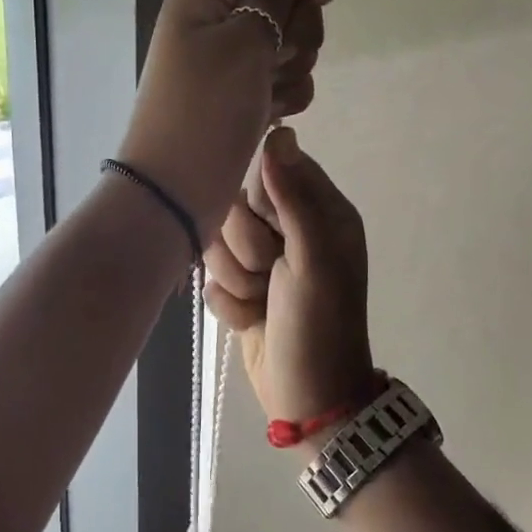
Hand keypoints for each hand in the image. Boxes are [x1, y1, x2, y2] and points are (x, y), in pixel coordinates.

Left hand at [116, 0, 331, 237]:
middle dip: (298, 24)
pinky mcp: (246, 94)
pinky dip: (287, 93)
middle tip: (277, 56)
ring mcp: (233, 60)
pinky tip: (272, 114)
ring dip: (294, 63)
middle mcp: (219, 20)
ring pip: (291, 38)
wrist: (178, 191)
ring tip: (270, 92)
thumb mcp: (241, 43)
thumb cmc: (205, 110)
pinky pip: (285, 77)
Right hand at [204, 127, 373, 433]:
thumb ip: (293, 196)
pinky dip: (230, 304)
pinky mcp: (240, 290)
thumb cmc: (320, 326)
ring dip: (235, 280)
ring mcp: (263, 262)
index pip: (268, 171)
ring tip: (262, 302)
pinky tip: (252, 320)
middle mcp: (289, 230)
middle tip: (270, 274)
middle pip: (234, 206)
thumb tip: (280, 131)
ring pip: (216, 243)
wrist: (309, 400)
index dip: (258, 200)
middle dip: (244, 248)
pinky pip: (211, 278)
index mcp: (319, 212)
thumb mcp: (313, 259)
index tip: (270, 230)